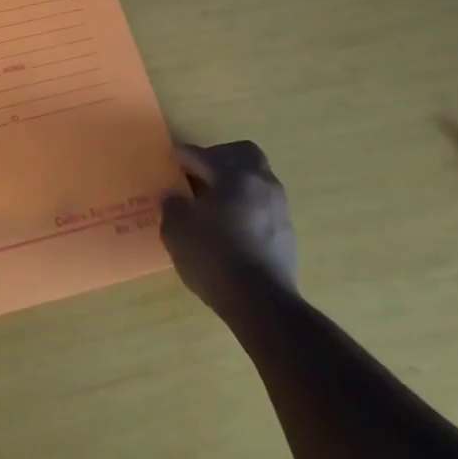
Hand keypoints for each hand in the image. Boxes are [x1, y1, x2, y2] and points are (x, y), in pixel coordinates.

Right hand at [160, 141, 297, 317]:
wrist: (262, 304)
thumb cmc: (215, 258)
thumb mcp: (177, 230)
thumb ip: (172, 205)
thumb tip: (174, 196)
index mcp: (234, 175)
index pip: (203, 155)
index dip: (183, 156)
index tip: (171, 158)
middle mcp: (261, 183)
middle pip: (243, 154)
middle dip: (220, 157)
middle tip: (199, 173)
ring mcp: (278, 207)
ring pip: (256, 179)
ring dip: (235, 182)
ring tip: (213, 202)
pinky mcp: (286, 232)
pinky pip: (262, 204)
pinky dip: (245, 205)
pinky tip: (229, 225)